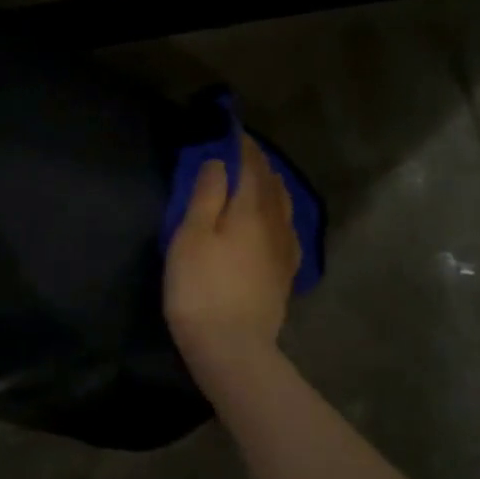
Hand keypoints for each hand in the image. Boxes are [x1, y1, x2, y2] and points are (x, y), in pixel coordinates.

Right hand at [164, 132, 300, 371]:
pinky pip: (288, 231)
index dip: (242, 147)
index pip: (251, 167)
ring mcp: (285, 251)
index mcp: (251, 210)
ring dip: (272, 187)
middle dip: (259, 165)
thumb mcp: (191, 236)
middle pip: (272, 185)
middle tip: (243, 153)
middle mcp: (276, 224)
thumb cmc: (200, 288)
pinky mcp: (285, 275)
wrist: (231, 346)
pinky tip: (275, 223)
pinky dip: (280, 215)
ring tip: (259, 181)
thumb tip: (219, 162)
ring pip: (284, 207)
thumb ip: (207, 195)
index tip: (232, 132)